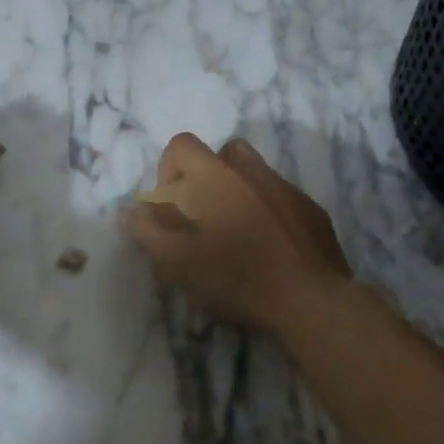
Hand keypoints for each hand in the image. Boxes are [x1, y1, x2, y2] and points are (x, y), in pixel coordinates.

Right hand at [123, 134, 352, 331]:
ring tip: (235, 231)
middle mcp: (253, 172)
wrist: (310, 299)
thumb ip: (148, 231)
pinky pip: (282, 198)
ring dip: (239, 192)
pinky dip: (269, 212)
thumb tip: (130, 210)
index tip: (170, 205)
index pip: (182, 144)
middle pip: (223, 152)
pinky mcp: (313, 211)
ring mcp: (287, 189)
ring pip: (256, 173)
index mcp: (216, 177)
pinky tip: (269, 247)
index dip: (168, 168)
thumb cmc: (237, 276)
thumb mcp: (179, 261)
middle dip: (207, 175)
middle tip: (203, 215)